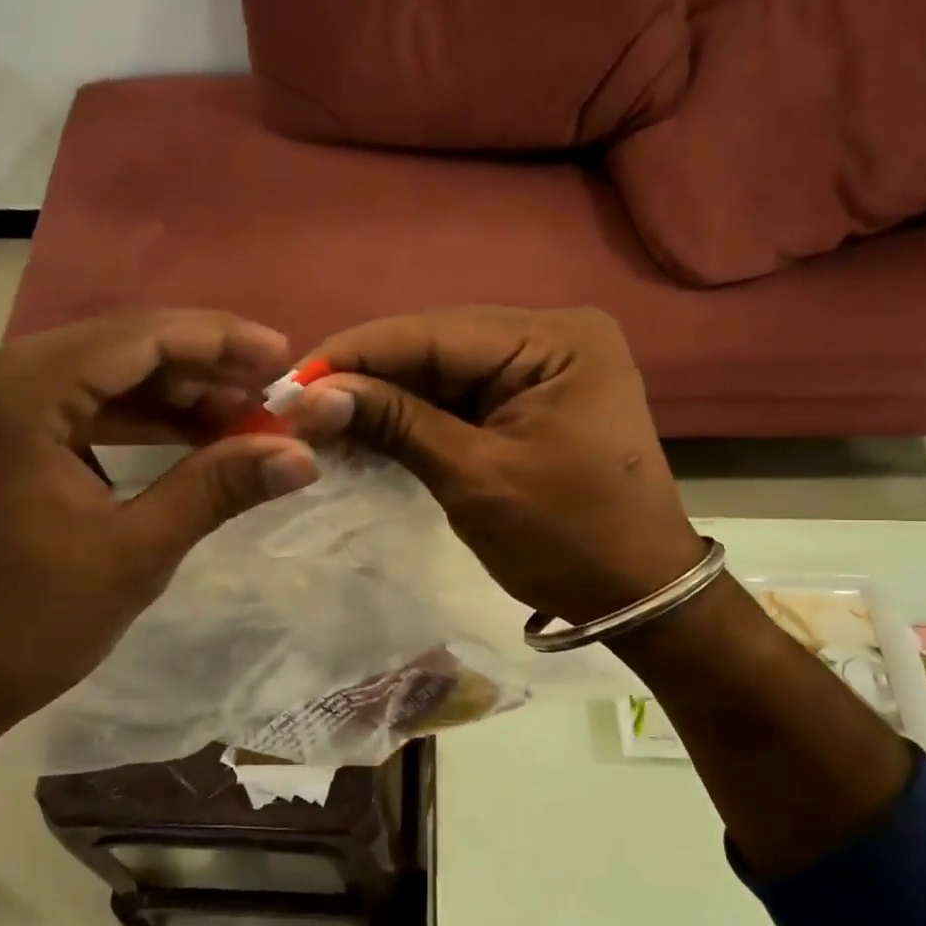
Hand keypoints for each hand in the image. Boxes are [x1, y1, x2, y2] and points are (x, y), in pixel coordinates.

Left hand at [0, 311, 320, 754]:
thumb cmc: (17, 631)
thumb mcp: (133, 555)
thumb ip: (218, 487)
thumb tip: (304, 456)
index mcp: (5, 394)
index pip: (134, 338)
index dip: (218, 341)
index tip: (282, 354)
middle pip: (110, 350)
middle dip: (197, 372)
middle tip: (267, 397)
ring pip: (87, 376)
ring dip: (162, 398)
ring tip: (235, 419)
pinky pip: (58, 406)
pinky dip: (119, 421)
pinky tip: (175, 436)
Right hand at [293, 307, 702, 624]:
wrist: (637, 594)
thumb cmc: (567, 540)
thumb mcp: (475, 479)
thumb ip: (396, 424)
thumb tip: (312, 395)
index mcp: (556, 340)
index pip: (435, 331)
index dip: (356, 354)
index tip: (288, 381)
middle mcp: (553, 335)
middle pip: (437, 346)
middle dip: (367, 377)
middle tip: (296, 406)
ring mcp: (545, 367)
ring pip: (443, 372)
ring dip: (385, 398)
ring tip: (321, 421)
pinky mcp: (533, 399)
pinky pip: (462, 397)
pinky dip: (415, 417)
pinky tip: (367, 430)